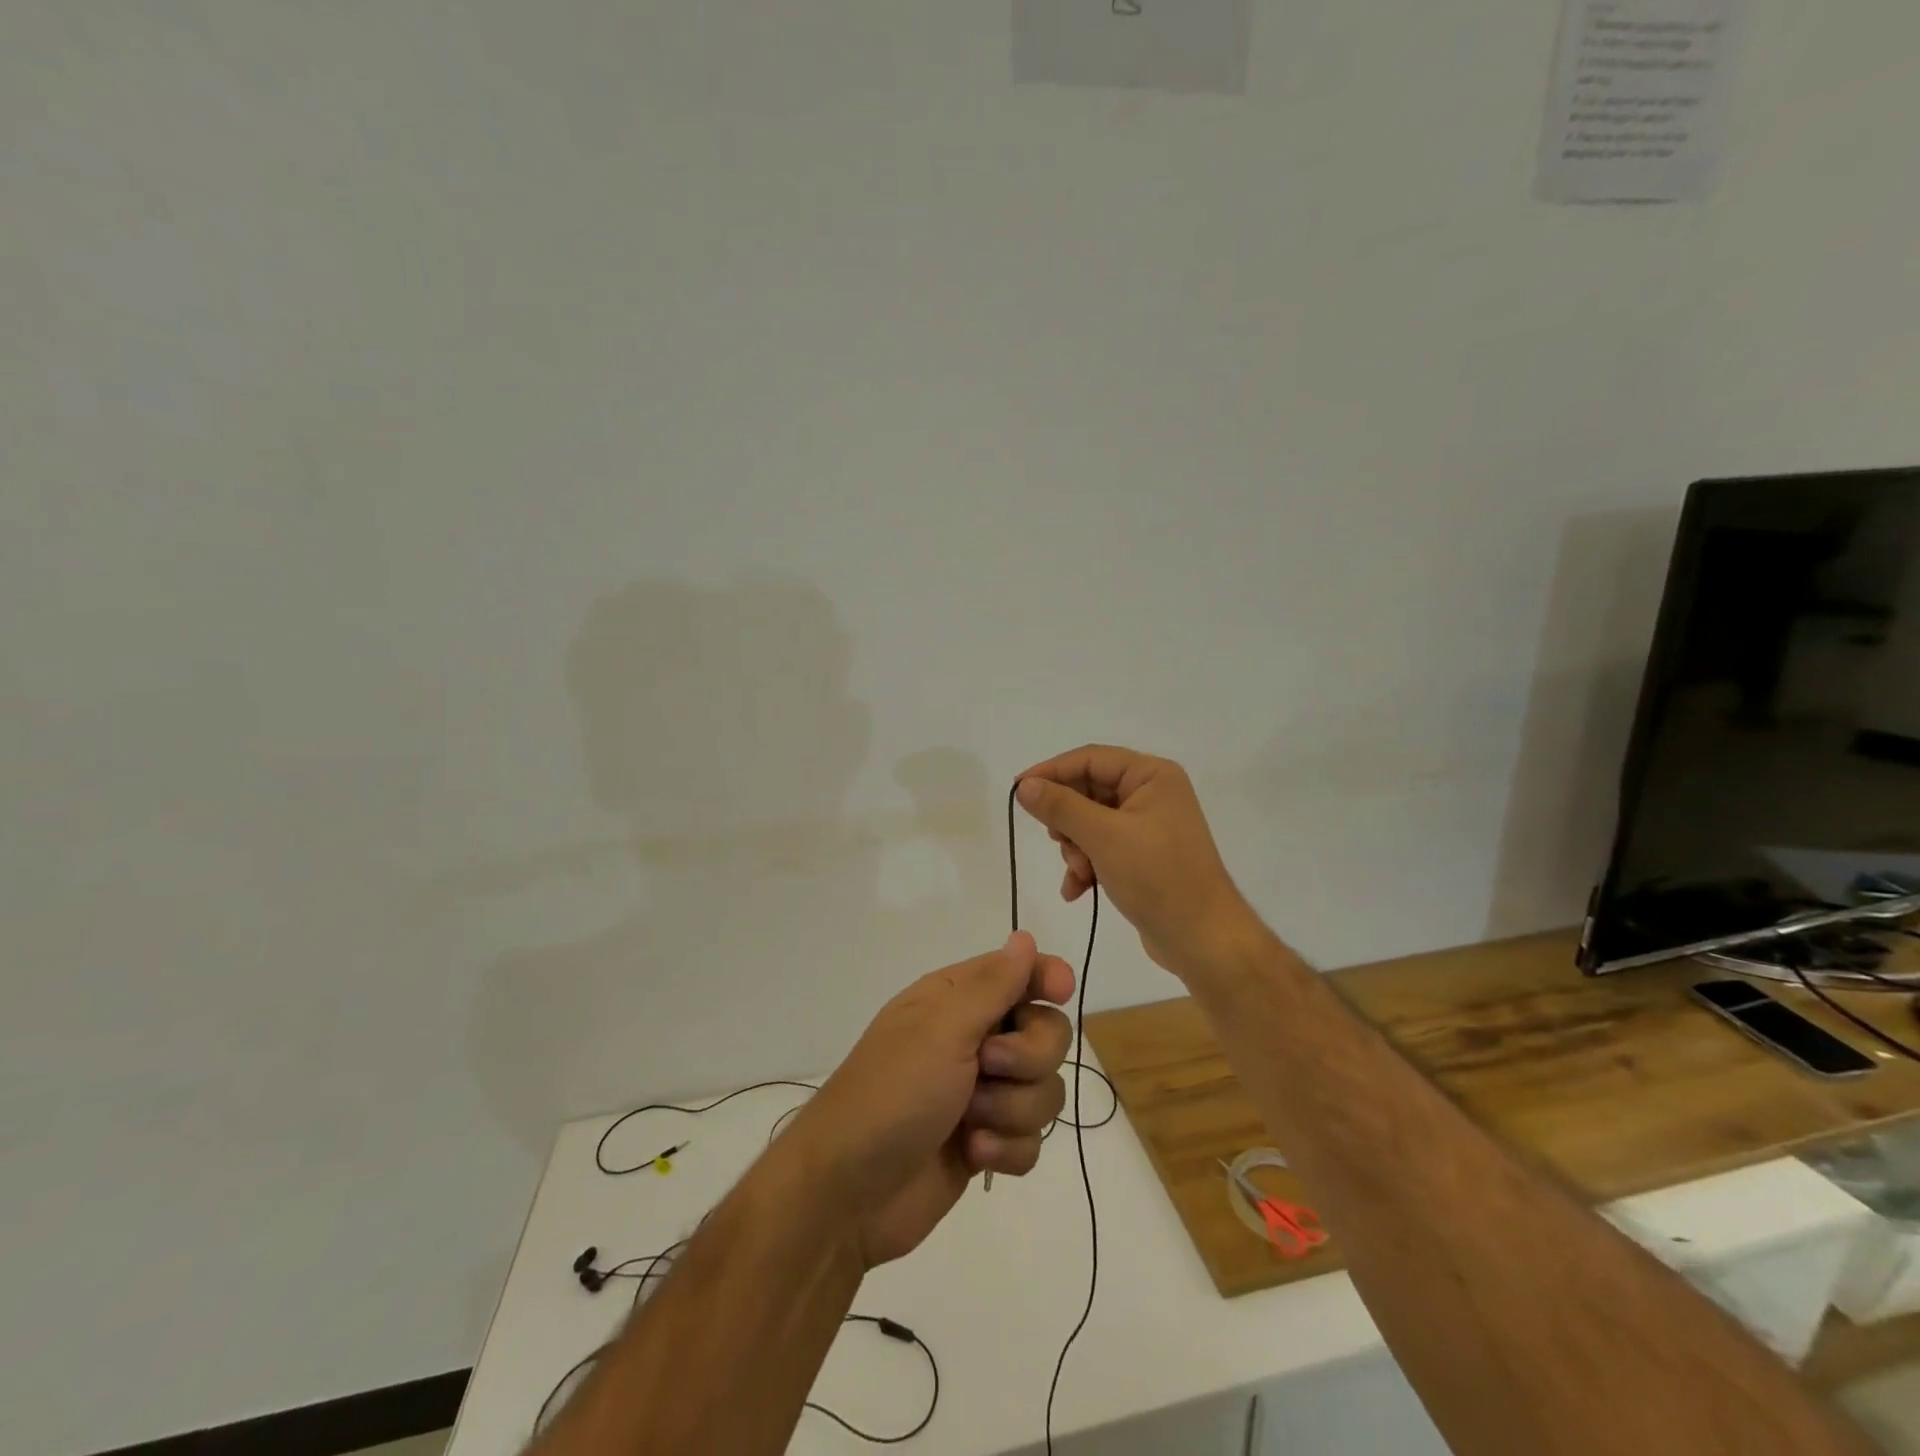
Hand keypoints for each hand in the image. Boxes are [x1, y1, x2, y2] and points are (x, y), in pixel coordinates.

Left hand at [790, 932, 1073, 1267]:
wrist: (848, 1193)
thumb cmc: (893, 1093)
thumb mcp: (942, 1028)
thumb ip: (992, 985)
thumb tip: (1023, 937)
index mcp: (956, 1000)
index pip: (1019, 973)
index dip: (1046, 978)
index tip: (1061, 993)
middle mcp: (973, 1040)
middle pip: (1046, 1034)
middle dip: (1028, 1057)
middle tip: (988, 1066)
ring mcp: (981, 1094)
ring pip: (1044, 1090)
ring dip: (1012, 1110)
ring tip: (970, 1123)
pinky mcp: (986, 1142)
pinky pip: (1031, 1140)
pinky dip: (1006, 1150)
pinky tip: (973, 1155)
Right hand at [1015, 744, 1262, 980]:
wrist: (1203, 939)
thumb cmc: (1158, 878)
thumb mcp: (1103, 837)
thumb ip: (1060, 807)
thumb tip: (1024, 786)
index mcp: (1152, 775)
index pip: (1090, 759)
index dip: (1051, 771)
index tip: (1018, 790)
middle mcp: (1151, 793)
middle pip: (1088, 791)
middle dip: (1068, 821)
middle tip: (1056, 840)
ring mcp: (1148, 826)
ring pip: (1090, 822)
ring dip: (1075, 848)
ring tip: (1079, 873)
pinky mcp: (1142, 855)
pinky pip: (1101, 847)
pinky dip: (1086, 865)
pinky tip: (1078, 890)